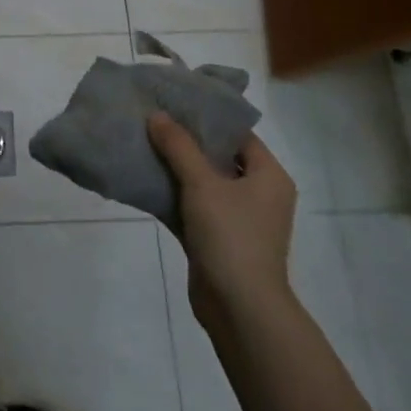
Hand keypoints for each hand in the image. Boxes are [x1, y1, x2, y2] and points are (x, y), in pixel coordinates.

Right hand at [147, 112, 296, 334]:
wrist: (239, 308)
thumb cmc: (231, 236)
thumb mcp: (202, 183)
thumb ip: (178, 146)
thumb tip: (157, 115)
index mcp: (268, 176)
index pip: (238, 134)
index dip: (207, 117)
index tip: (175, 102)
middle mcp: (257, 194)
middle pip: (218, 157)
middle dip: (185, 141)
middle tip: (152, 120)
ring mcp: (237, 219)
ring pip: (202, 183)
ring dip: (174, 168)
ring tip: (141, 144)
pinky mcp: (216, 239)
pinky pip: (192, 207)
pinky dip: (171, 195)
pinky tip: (142, 180)